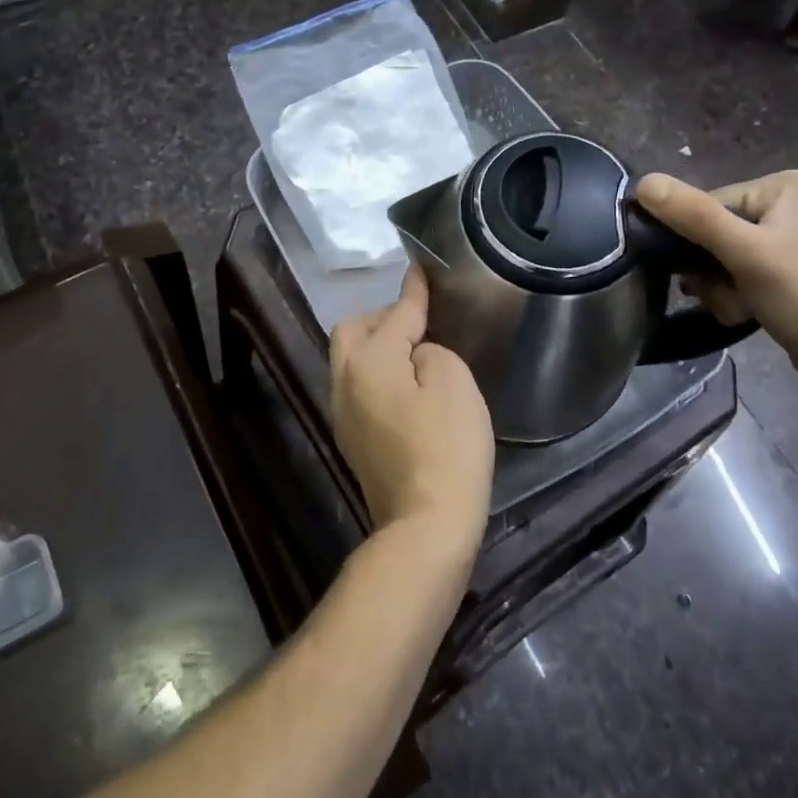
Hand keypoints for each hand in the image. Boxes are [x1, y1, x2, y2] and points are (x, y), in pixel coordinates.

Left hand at [329, 265, 494, 554]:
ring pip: (349, 360)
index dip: (413, 291)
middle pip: (351, 331)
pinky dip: (376, 372)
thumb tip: (416, 355)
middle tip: (415, 320)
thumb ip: (431, 352)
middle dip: (380, 317)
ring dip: (375, 345)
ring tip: (411, 349)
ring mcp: (343, 414)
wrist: (425, 527)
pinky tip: (403, 384)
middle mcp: (345, 381)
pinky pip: (357, 386)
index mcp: (369, 361)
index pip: (395, 314)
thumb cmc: (446, 448)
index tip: (420, 270)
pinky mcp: (352, 439)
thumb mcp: (453, 384)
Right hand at [635, 170, 797, 386]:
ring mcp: (780, 236)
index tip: (705, 274)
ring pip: (715, 257)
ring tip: (739, 307)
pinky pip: (731, 272)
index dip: (695, 241)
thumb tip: (643, 182)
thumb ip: (694, 216)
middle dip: (709, 271)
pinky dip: (730, 294)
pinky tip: (745, 311)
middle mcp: (780, 203)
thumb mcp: (745, 252)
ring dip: (716, 287)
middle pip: (709, 232)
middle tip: (727, 294)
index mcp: (779, 186)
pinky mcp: (778, 266)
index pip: (705, 205)